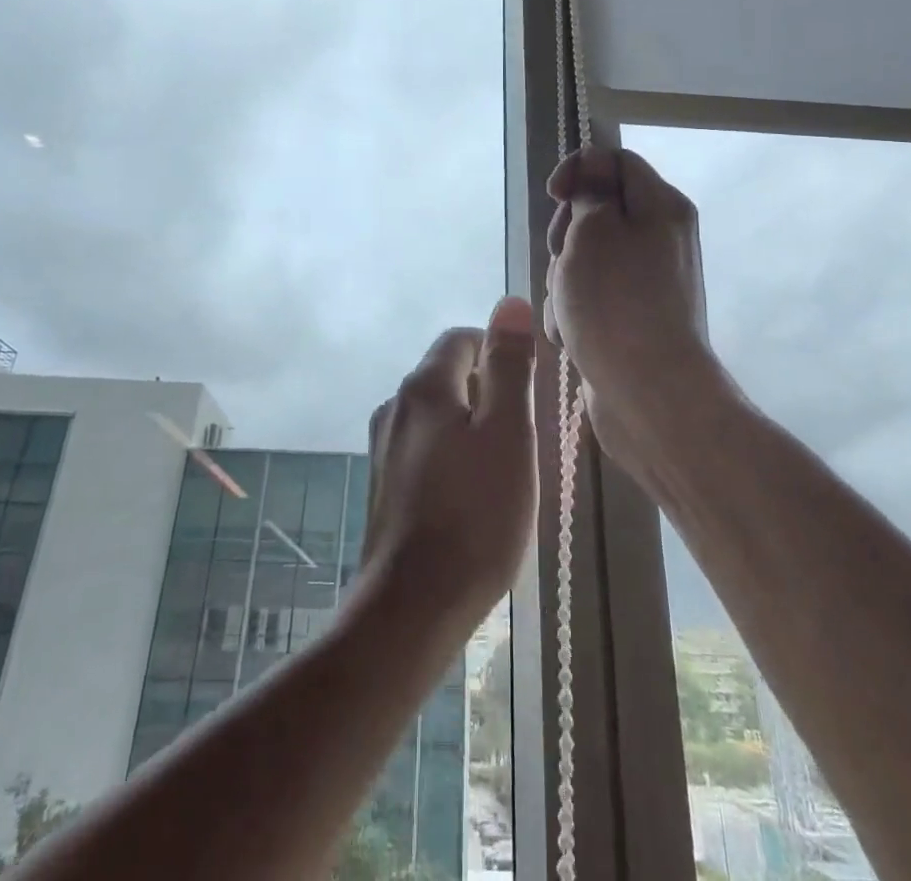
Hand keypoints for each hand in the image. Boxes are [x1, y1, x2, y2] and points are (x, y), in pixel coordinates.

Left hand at [361, 297, 538, 625]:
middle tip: (523, 436)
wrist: (411, 607)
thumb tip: (511, 302)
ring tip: (503, 469)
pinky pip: (424, 448)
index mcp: (423, 386)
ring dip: (471, 427)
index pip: (462, 339)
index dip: (499, 352)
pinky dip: (451, 455)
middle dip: (487, 392)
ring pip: (436, 415)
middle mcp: (395, 406)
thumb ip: (509, 365)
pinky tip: (471, 496)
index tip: (528, 389)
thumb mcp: (508, 433)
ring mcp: (383, 447)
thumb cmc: (475, 516)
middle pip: (447, 375)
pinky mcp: (381, 484)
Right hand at [545, 147, 711, 462]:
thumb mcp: (592, 232)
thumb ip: (588, 193)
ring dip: (564, 280)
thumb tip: (592, 171)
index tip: (553, 196)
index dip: (578, 169)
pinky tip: (573, 335)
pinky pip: (593, 295)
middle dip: (565, 235)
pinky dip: (576, 310)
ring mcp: (648, 280)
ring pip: (586, 258)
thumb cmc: (616, 303)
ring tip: (568, 310)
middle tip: (562, 259)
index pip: (615, 160)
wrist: (650, 394)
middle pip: (597, 211)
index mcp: (661, 206)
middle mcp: (661, 237)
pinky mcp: (634, 316)